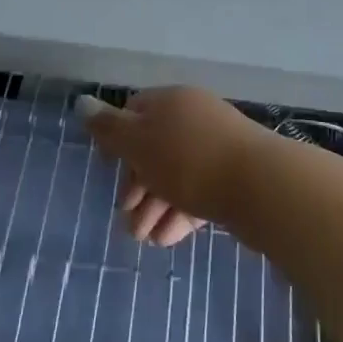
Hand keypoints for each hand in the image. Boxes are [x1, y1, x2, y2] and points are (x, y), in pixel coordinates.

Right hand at [78, 87, 268, 246]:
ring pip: (175, 175)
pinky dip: (178, 214)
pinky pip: (197, 193)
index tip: (107, 167)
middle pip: (154, 147)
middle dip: (136, 184)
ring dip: (154, 206)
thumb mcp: (139, 142)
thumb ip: (109, 128)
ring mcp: (215, 148)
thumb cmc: (188, 159)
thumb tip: (82, 102)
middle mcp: (193, 118)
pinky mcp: (232, 179)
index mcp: (170, 102)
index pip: (135, 111)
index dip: (117, 138)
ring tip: (142, 239)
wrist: (260, 185)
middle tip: (126, 216)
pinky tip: (166, 240)